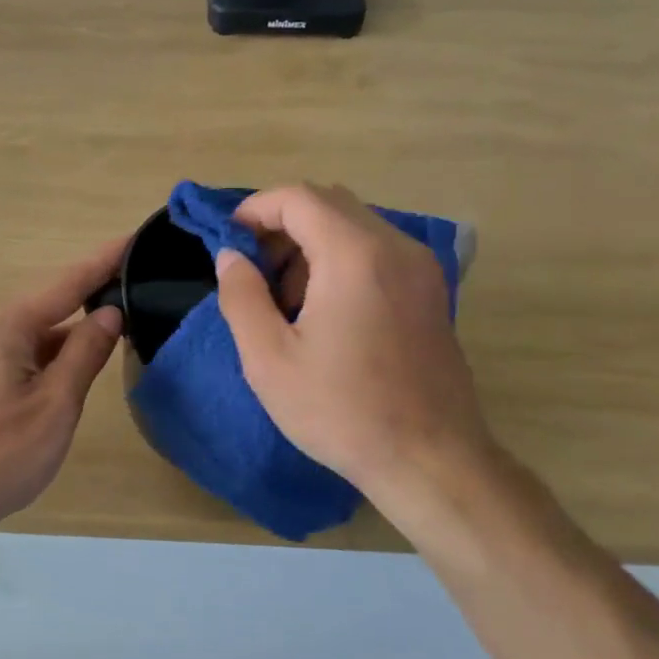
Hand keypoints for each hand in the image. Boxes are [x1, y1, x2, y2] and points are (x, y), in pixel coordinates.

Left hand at [0, 238, 126, 534]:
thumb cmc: (2, 454)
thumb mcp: (57, 404)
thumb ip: (85, 353)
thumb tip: (110, 312)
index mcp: (7, 329)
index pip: (65, 285)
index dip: (102, 262)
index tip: (133, 239)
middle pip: (48, 307)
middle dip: (88, 299)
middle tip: (132, 291)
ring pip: (34, 335)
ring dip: (70, 334)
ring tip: (111, 334)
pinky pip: (19, 354)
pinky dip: (49, 356)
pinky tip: (70, 370)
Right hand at [214, 184, 495, 530]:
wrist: (430, 461)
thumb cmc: (341, 411)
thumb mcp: (269, 359)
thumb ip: (241, 296)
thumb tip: (231, 255)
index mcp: (355, 255)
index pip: (299, 198)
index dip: (255, 208)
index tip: (228, 239)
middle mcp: (395, 247)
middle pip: (329, 204)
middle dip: (281, 225)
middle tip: (252, 269)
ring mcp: (420, 268)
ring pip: (354, 225)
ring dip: (311, 243)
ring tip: (284, 299)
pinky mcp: (431, 291)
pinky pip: (377, 251)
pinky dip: (340, 259)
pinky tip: (323, 310)